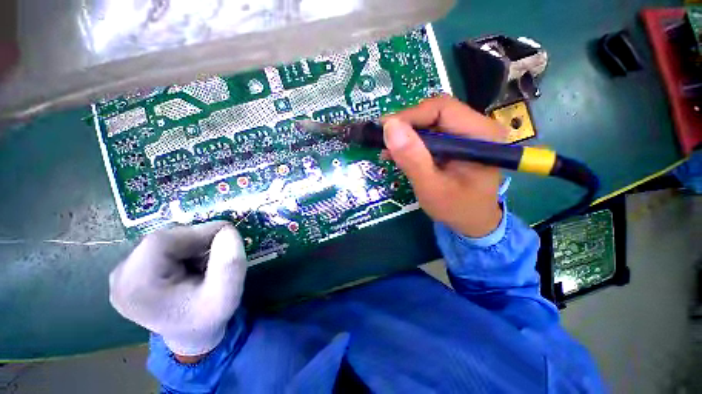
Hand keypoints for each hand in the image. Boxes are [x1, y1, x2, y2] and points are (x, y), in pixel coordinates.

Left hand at [109, 221, 246, 359]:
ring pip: (164, 241)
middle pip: (162, 239)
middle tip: (218, 253)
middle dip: (196, 240)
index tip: (226, 236)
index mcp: (135, 287)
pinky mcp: (131, 271)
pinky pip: (161, 247)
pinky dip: (184, 249)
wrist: (191, 335)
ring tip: (206, 263)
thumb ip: (230, 263)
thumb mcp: (227, 295)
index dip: (198, 232)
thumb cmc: (207, 318)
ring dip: (192, 245)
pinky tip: (192, 266)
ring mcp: (122, 274)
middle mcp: (120, 277)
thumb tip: (227, 229)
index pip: (162, 241)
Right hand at [382, 96, 507, 237]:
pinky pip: (430, 133)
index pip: (441, 109)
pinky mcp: (456, 142)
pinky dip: (411, 141)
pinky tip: (398, 153)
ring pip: (430, 121)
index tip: (384, 130)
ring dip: (406, 133)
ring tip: (388, 149)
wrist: (472, 221)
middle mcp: (477, 127)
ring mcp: (467, 133)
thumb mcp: (431, 187)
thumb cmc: (456, 208)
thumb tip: (390, 127)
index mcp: (481, 135)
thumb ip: (413, 159)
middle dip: (406, 125)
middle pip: (435, 112)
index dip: (410, 116)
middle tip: (384, 140)